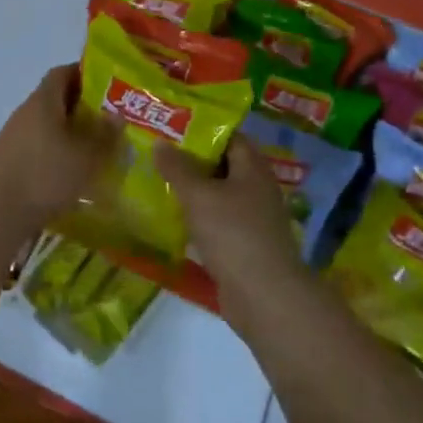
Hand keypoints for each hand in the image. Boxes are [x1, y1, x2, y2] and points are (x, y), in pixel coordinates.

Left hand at [0, 65, 120, 235]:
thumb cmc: (46, 175)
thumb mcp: (86, 156)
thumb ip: (105, 135)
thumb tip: (116, 115)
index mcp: (43, 101)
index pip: (63, 72)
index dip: (86, 73)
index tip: (109, 86)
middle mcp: (26, 111)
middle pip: (56, 98)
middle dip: (82, 106)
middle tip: (108, 120)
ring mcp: (15, 135)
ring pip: (48, 123)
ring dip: (69, 130)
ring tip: (95, 146)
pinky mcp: (10, 158)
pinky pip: (39, 143)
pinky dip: (57, 149)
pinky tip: (72, 168)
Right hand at [156, 136, 312, 330]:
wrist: (265, 297)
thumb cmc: (233, 234)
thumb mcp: (199, 195)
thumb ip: (177, 168)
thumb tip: (160, 143)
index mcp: (253, 168)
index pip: (230, 136)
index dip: (202, 129)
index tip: (171, 126)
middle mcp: (256, 188)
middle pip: (222, 165)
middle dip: (191, 160)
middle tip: (157, 153)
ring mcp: (252, 219)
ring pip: (218, 195)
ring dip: (192, 191)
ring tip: (157, 181)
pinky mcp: (244, 246)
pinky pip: (217, 222)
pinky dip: (197, 218)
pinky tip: (172, 219)